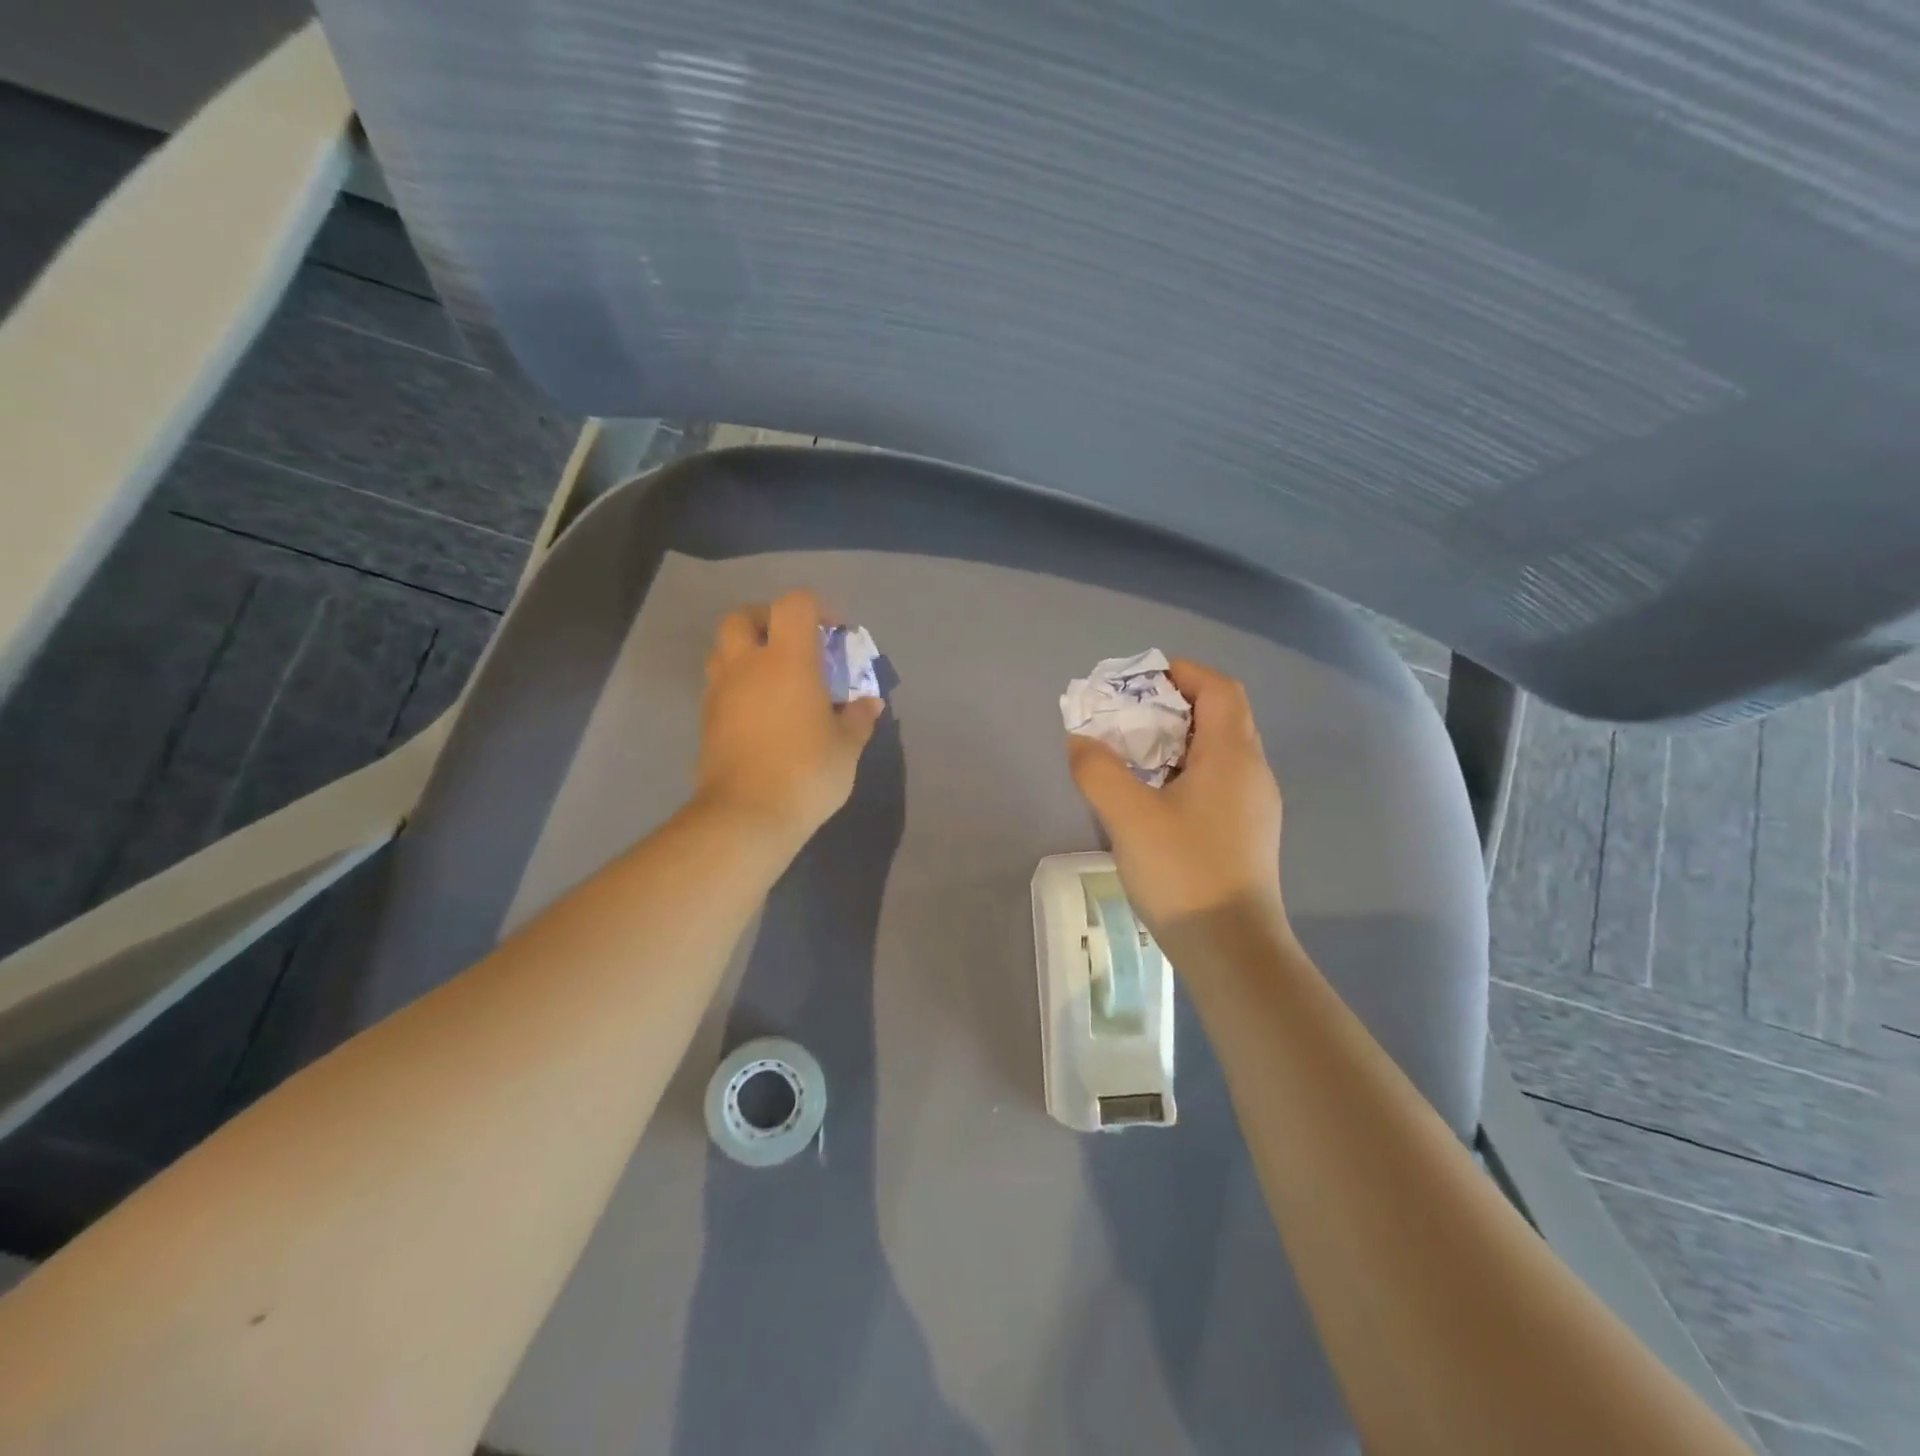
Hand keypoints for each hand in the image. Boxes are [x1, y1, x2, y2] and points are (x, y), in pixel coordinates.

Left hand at [694, 590, 883, 843]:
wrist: (746, 816)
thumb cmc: (806, 772)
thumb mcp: (846, 747)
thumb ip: (859, 718)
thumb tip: (869, 703)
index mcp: (787, 660)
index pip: (794, 605)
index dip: (817, 609)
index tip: (835, 634)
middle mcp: (747, 665)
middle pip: (743, 617)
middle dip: (769, 621)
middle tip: (794, 647)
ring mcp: (720, 691)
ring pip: (724, 649)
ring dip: (748, 652)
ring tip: (775, 679)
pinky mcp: (706, 719)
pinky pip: (719, 684)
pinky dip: (738, 684)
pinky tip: (761, 712)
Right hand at [1066, 659, 1285, 932]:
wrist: (1232, 950)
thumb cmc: (1184, 872)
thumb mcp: (1128, 816)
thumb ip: (1098, 771)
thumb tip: (1081, 740)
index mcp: (1232, 756)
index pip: (1220, 689)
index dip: (1182, 673)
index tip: (1140, 682)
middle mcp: (1252, 772)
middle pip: (1220, 716)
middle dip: (1172, 707)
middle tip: (1127, 719)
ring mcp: (1255, 806)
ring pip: (1218, 752)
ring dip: (1177, 742)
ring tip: (1133, 757)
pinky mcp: (1247, 834)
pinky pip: (1217, 782)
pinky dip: (1185, 772)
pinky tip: (1154, 800)